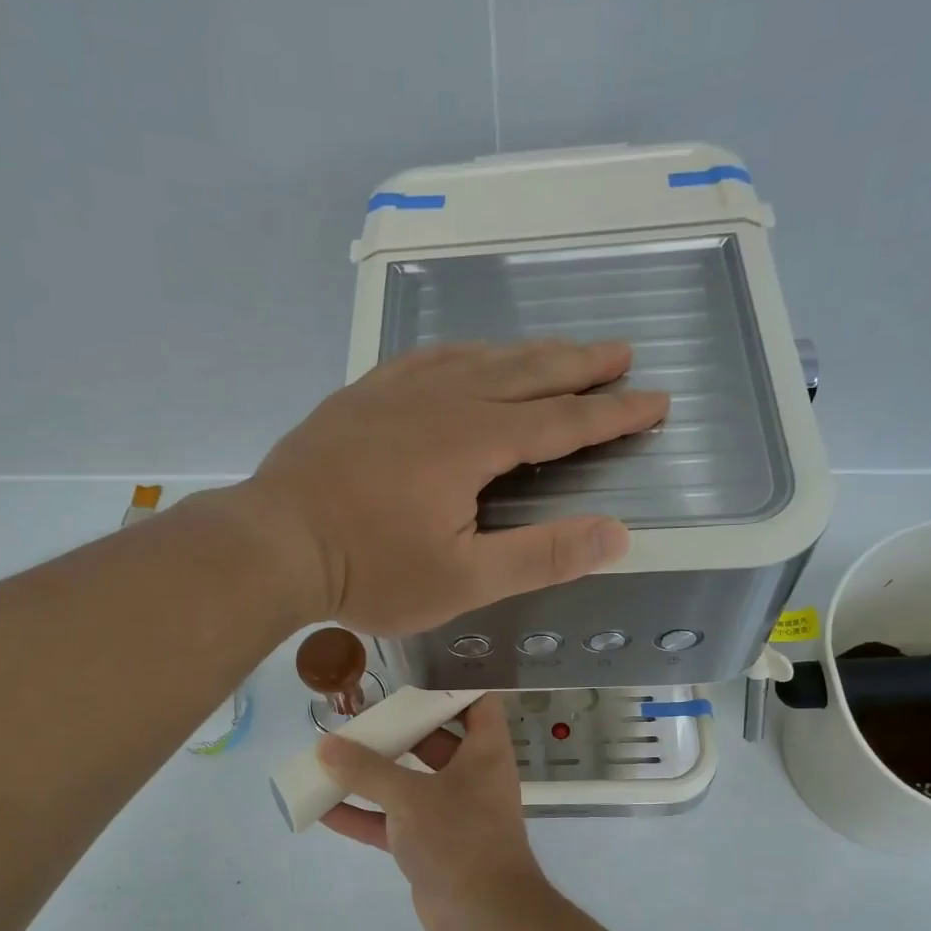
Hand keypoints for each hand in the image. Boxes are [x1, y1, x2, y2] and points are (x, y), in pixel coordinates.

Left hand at [241, 340, 667, 635]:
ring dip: (526, 353)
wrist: (273, 544)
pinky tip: (464, 357)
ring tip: (558, 351)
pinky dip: (463, 354)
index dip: (613, 413)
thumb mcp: (464, 580)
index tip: (657, 400)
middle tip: (621, 352)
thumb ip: (542, 555)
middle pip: (526, 372)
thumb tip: (618, 534)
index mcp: (475, 440)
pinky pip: (425, 358)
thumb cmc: (370, 570)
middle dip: (579, 365)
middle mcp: (443, 399)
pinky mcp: (361, 396)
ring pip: (477, 357)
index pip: (562, 421)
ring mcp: (396, 391)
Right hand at [317, 696, 554, 930]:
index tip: (414, 673)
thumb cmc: (459, 837)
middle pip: (434, 740)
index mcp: (484, 752)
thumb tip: (325, 746)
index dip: (453, 684)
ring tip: (332, 757)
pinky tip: (323, 808)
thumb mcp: (410, 796)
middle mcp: (470, 776)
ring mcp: (450, 812)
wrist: (484, 915)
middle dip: (397, 729)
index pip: (478, 702)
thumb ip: (366, 770)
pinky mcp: (429, 844)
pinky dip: (363, 816)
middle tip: (360, 715)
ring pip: (408, 783)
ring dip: (373, 774)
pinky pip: (392, 822)